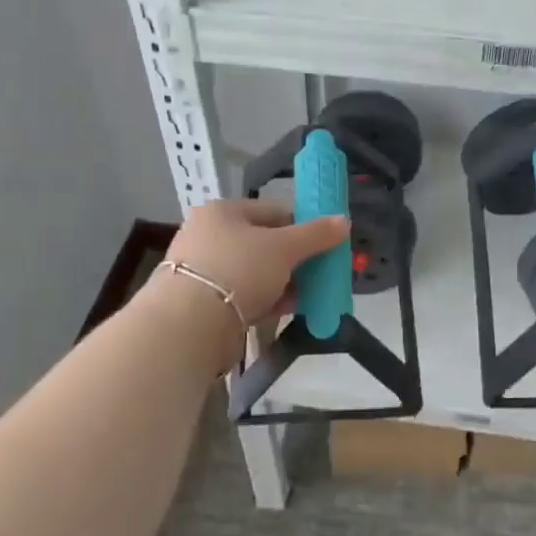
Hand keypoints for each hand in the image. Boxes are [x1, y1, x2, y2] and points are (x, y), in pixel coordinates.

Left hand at [159, 198, 348, 325]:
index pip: (274, 212)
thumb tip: (344, 220)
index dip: (303, 227)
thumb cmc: (239, 270)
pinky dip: (264, 300)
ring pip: (254, 271)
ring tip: (307, 296)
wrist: (190, 325)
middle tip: (318, 274)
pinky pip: (243, 294)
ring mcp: (202, 269)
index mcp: (223, 211)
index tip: (324, 246)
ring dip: (282, 283)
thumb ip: (316, 234)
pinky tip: (284, 310)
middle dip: (294, 260)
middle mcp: (208, 234)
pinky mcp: (201, 301)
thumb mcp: (285, 248)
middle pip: (264, 243)